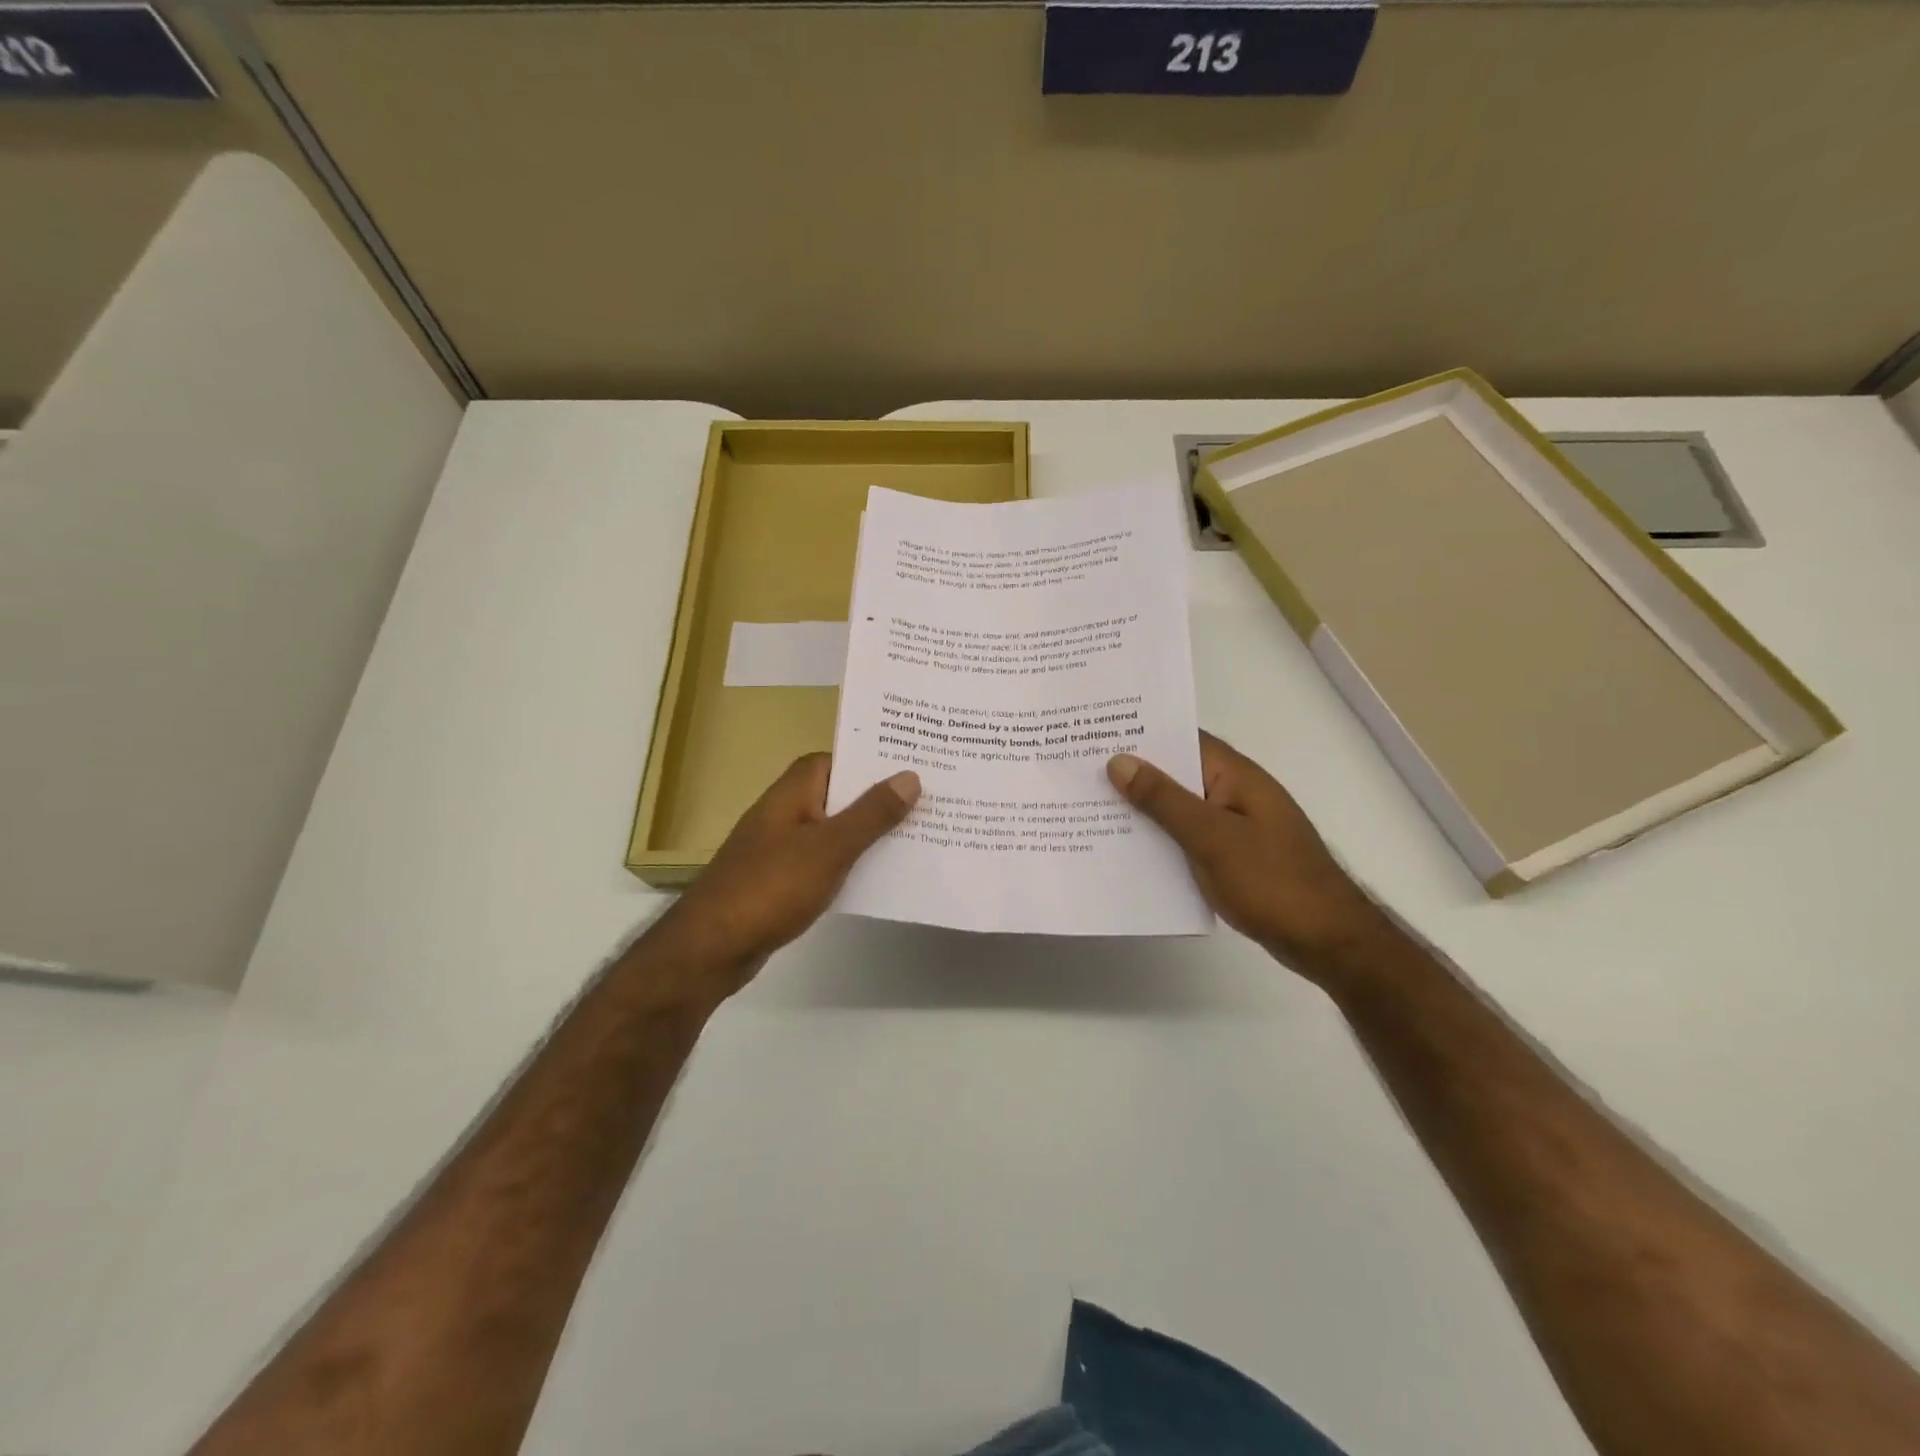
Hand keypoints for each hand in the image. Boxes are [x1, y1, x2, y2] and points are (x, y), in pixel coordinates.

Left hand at [657, 754, 918, 991]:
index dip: (866, 760)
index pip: (831, 760)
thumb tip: (909, 776)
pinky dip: (848, 864)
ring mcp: (778, 850)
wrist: (713, 948)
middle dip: (875, 798)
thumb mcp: (830, 847)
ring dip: (865, 833)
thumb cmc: (772, 886)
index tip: (907, 765)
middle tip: (925, 800)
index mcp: (791, 794)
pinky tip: (878, 876)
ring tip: (915, 835)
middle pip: (835, 795)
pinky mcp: (779, 882)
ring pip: (831, 831)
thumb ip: (871, 814)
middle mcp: (783, 814)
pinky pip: (823, 862)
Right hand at [1109, 732, 1388, 981]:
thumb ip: (1164, 800)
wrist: (1327, 940)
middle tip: (1077, 769)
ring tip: (1088, 805)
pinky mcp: (1230, 855)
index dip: (1140, 732)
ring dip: (1142, 808)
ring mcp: (1233, 825)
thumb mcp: (1212, 837)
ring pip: (1177, 807)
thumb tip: (1119, 761)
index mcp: (1234, 775)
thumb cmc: (1273, 881)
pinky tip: (1124, 847)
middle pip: (1176, 772)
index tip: (1093, 732)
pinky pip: (1185, 836)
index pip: (1182, 738)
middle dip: (1132, 771)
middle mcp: (1232, 792)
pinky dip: (1158, 838)